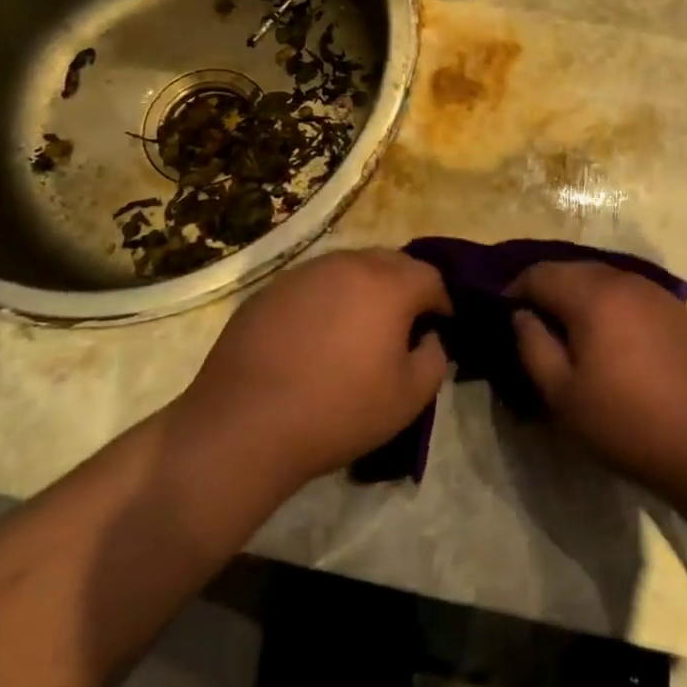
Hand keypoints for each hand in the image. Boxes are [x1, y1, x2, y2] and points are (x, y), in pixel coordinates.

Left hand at [171, 250, 449, 498]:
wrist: (245, 425)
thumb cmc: (338, 411)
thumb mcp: (409, 398)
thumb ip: (435, 358)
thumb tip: (428, 337)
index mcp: (387, 285)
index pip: (430, 276)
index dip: (441, 302)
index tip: (438, 328)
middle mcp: (347, 265)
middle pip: (390, 262)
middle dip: (405, 286)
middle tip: (402, 324)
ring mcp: (304, 273)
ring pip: (349, 267)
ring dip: (364, 289)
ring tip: (357, 328)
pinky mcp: (270, 289)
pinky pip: (313, 284)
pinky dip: (326, 300)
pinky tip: (314, 336)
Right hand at [510, 263, 686, 531]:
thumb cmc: (630, 424)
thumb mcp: (563, 396)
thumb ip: (532, 346)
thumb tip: (520, 315)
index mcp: (593, 294)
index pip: (539, 273)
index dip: (513, 290)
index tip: (502, 317)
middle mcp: (625, 280)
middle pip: (572, 271)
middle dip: (546, 291)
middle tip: (532, 327)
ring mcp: (657, 293)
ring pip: (602, 281)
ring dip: (578, 298)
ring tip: (569, 336)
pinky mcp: (679, 311)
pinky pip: (629, 295)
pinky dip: (608, 307)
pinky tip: (611, 341)